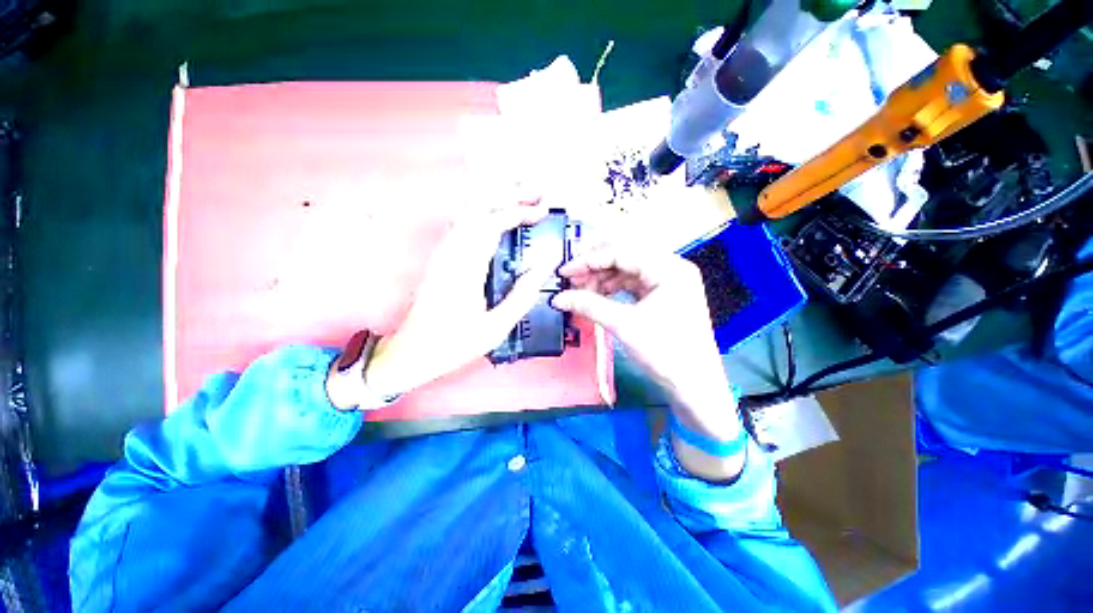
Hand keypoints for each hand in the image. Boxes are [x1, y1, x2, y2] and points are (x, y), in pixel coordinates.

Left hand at [360, 202, 554, 398]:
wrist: (412, 351)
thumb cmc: (455, 342)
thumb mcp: (496, 325)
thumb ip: (523, 294)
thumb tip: (545, 265)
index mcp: (466, 267)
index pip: (493, 222)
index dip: (519, 211)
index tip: (542, 211)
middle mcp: (452, 251)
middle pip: (479, 206)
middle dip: (510, 194)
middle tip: (537, 194)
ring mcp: (444, 251)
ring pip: (469, 211)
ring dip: (497, 199)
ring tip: (522, 198)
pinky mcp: (442, 257)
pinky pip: (465, 223)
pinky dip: (485, 212)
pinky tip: (498, 216)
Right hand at [552, 245, 744, 479]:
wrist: (693, 385)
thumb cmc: (665, 352)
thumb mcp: (623, 325)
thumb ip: (589, 305)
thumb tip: (558, 299)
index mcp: (669, 268)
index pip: (621, 252)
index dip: (589, 260)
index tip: (565, 272)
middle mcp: (671, 268)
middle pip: (625, 256)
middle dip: (594, 266)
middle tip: (570, 278)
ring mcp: (668, 281)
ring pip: (627, 270)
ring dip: (601, 278)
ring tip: (580, 290)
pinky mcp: (663, 295)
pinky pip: (632, 283)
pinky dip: (612, 288)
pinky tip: (596, 296)